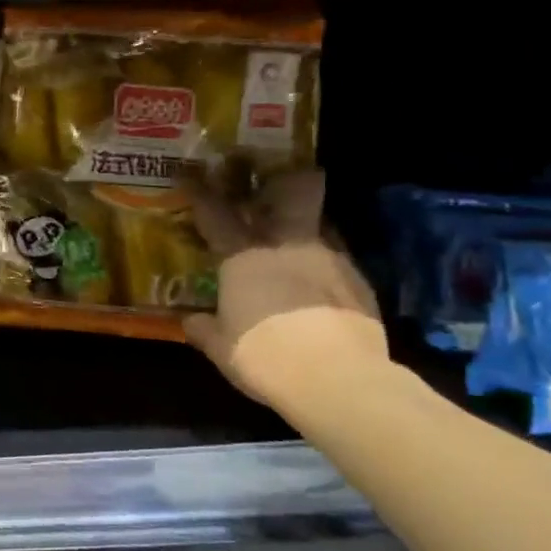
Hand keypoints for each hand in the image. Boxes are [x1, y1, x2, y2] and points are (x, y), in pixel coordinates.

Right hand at [181, 169, 390, 406]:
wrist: (338, 378)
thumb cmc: (264, 356)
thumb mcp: (222, 348)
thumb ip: (204, 329)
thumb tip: (190, 320)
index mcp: (243, 257)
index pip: (215, 212)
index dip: (200, 190)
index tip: (190, 172)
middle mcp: (287, 245)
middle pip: (292, 192)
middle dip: (285, 179)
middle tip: (276, 181)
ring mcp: (329, 258)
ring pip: (319, 223)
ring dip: (307, 226)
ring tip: (297, 243)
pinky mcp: (360, 281)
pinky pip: (338, 259)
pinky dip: (325, 266)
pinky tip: (321, 289)